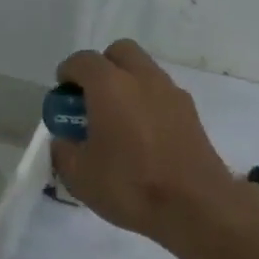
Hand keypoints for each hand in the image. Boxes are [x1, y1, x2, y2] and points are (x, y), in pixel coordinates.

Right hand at [49, 40, 242, 247]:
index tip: (63, 94)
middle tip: (91, 98)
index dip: (68, 73)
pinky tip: (142, 134)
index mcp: (110, 86)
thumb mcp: (79, 175)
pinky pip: (161, 93)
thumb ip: (64, 150)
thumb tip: (64, 140)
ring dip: (127, 83)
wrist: (196, 205)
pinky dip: (147, 101)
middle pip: (120, 52)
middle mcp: (142, 78)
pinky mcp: (190, 112)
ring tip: (117, 119)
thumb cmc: (130, 185)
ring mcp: (171, 92)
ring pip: (144, 70)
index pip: (83, 61)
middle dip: (102, 67)